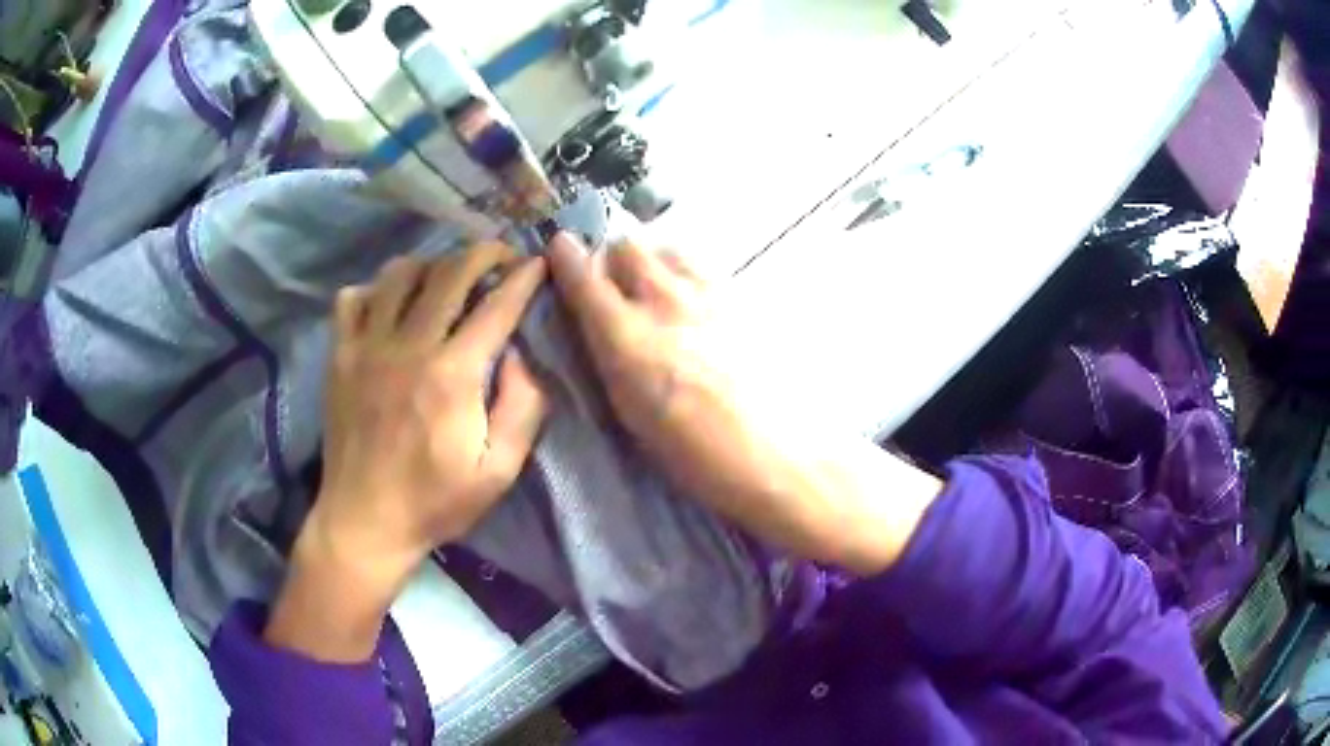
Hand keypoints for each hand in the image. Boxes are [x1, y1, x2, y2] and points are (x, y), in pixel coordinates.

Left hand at [266, 244, 547, 661]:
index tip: (538, 263)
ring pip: (398, 274)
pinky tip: (390, 306)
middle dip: (483, 254)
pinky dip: (375, 290)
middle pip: (449, 273)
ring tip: (446, 278)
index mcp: (452, 376)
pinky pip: (353, 299)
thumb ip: (522, 409)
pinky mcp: (340, 356)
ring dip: (431, 265)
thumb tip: (521, 356)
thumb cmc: (435, 502)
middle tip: (500, 258)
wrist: (365, 521)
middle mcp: (408, 347)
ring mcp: (367, 347)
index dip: (523, 277)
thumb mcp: (499, 472)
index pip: (496, 306)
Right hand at [547, 233, 939, 575]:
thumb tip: (601, 326)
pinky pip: (706, 268)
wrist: (781, 456)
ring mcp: (711, 295)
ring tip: (660, 291)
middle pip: (628, 244)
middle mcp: (665, 302)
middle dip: (613, 257)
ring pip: (670, 249)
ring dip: (655, 261)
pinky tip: (699, 307)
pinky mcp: (744, 300)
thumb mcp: (632, 415)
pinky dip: (690, 275)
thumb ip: (611, 358)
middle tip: (614, 284)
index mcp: (627, 338)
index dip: (565, 257)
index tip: (560, 251)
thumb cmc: (697, 456)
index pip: (583, 274)